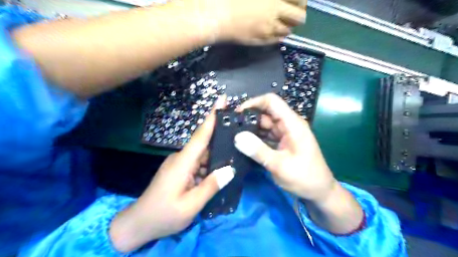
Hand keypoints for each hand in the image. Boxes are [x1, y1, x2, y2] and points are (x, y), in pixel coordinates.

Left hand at [109, 95, 233, 251]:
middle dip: (221, 134)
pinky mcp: (180, 170)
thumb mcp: (190, 206)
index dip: (212, 117)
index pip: (200, 135)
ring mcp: (179, 163)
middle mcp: (181, 158)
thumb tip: (230, 170)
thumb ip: (210, 186)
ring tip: (236, 150)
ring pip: (203, 153)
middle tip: (240, 129)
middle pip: (204, 142)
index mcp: (182, 163)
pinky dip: (210, 163)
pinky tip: (221, 167)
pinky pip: (198, 162)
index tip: (221, 99)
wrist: (139, 224)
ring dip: (217, 151)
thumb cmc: (163, 215)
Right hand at [188, 0, 309, 43]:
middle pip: (299, 18)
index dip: (301, 2)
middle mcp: (276, 13)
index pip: (300, 0)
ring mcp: (269, 28)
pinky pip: (277, 40)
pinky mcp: (262, 40)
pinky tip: (271, 31)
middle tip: (292, 14)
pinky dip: (278, 36)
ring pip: (288, 31)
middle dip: (299, 16)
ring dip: (287, 26)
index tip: (298, 2)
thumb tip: (278, 2)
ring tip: (280, 23)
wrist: (217, 16)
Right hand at [234, 93, 363, 233]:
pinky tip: (244, 144)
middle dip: (249, 118)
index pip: (272, 102)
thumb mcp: (280, 165)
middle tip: (231, 128)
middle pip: (266, 113)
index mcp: (292, 124)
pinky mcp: (282, 143)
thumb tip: (237, 137)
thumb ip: (258, 150)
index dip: (253, 103)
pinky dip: (256, 138)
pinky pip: (266, 135)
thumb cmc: (305, 178)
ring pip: (265, 125)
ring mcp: (286, 134)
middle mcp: (289, 125)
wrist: (320, 192)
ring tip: (233, 135)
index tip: (237, 113)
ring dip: (251, 129)